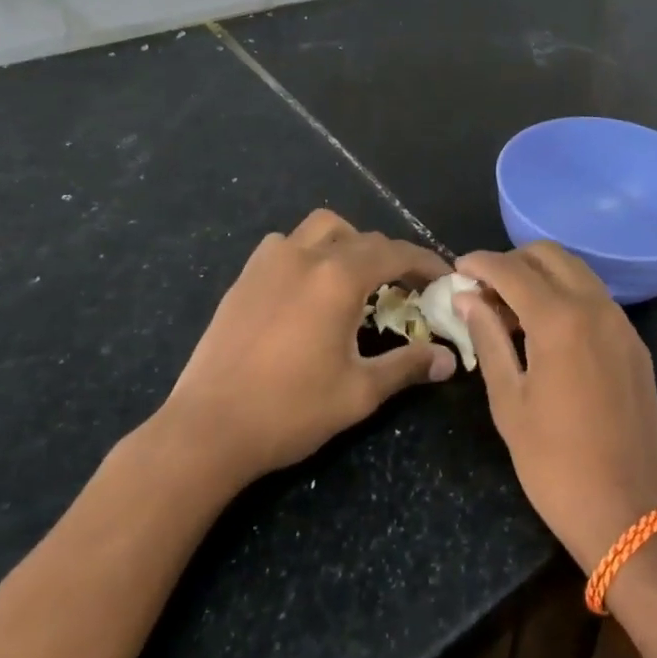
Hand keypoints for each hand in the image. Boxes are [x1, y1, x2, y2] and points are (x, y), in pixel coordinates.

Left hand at [155, 210, 455, 488]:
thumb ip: (407, 366)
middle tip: (406, 288)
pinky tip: (307, 286)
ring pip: (321, 228)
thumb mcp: (359, 393)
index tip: (443, 277)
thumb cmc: (290, 410)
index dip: (425, 262)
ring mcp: (271, 261)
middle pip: (363, 238)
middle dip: (391, 256)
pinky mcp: (245, 276)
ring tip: (356, 276)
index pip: (396, 253)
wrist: (208, 429)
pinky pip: (285, 244)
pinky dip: (307, 251)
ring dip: (348, 242)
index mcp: (339, 278)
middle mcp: (307, 256)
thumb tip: (448, 360)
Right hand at [456, 243, 656, 573]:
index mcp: (560, 320)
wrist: (630, 514)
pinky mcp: (634, 344)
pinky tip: (547, 330)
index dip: (480, 263)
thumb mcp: (509, 402)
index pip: (512, 269)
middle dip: (513, 261)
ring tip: (511, 309)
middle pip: (549, 255)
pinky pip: (595, 298)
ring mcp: (621, 323)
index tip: (457, 269)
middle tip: (485, 289)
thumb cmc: (555, 465)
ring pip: (576, 272)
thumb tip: (467, 297)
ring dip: (541, 275)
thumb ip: (488, 339)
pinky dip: (567, 295)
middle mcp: (595, 307)